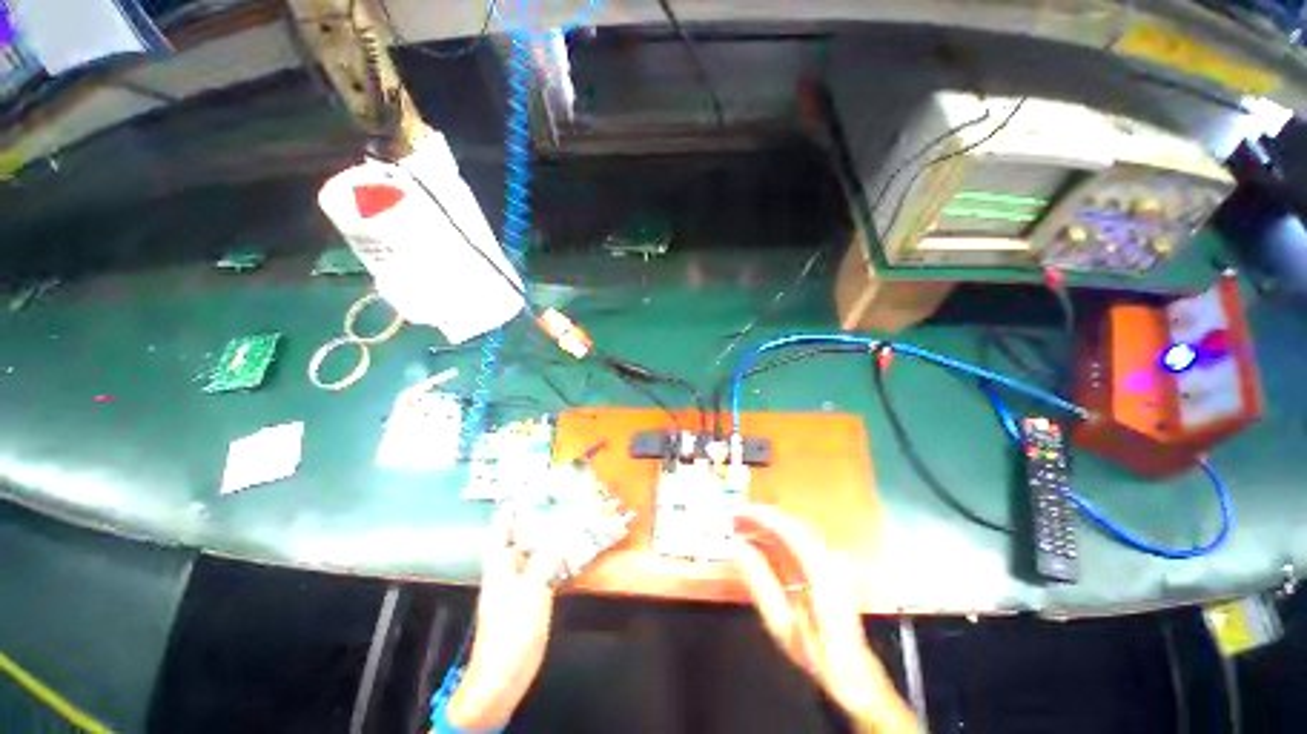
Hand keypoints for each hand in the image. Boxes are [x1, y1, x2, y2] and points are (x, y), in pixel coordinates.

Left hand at [445, 512, 563, 728]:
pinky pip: (546, 572)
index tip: (527, 496)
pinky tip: (573, 556)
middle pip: (521, 541)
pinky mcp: (533, 599)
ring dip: (551, 542)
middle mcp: (509, 572)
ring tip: (571, 525)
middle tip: (561, 506)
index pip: (501, 532)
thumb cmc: (511, 630)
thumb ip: (545, 560)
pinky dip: (558, 561)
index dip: (511, 513)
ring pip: (536, 556)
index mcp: (500, 567)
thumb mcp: (530, 590)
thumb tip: (559, 537)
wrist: (504, 676)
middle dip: (538, 524)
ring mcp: (521, 586)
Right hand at [731, 504, 917, 733]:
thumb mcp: (782, 623)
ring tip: (740, 529)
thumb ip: (759, 581)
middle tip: (733, 520)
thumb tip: (738, 547)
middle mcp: (829, 557)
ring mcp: (830, 561)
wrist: (852, 674)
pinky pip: (797, 545)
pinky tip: (758, 544)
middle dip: (760, 519)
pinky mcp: (826, 567)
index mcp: (821, 570)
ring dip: (766, 528)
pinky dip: (775, 540)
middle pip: (791, 525)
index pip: (788, 529)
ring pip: (793, 532)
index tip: (737, 513)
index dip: (760, 516)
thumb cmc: (815, 652)